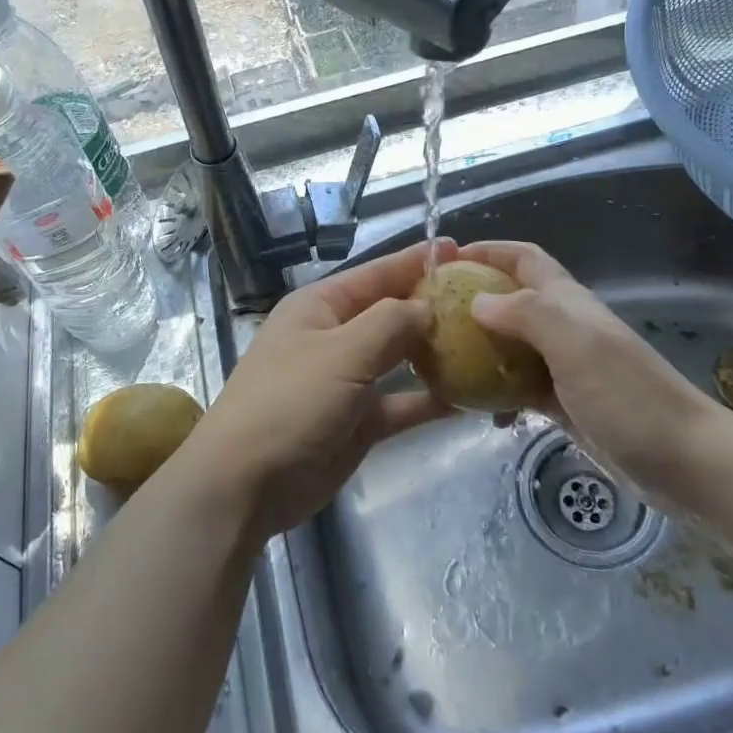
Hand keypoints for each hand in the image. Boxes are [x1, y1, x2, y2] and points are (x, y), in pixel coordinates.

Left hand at [176, 238, 455, 539]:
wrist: (246, 484)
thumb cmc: (289, 402)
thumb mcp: (341, 352)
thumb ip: (390, 323)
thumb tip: (428, 306)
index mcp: (321, 306)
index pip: (376, 274)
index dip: (415, 260)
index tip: (458, 249)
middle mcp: (335, 337)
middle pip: (392, 314)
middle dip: (433, 307)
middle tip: (485, 302)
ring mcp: (347, 381)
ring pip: (400, 359)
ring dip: (436, 354)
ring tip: (485, 344)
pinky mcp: (359, 422)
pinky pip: (402, 402)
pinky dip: (430, 399)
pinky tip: (469, 397)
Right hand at [458, 240, 727, 479]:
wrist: (686, 462)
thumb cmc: (630, 397)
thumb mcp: (576, 345)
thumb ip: (526, 315)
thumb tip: (476, 301)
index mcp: (567, 302)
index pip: (524, 258)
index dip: (488, 251)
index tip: (445, 261)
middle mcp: (564, 327)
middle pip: (512, 299)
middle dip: (473, 300)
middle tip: (431, 317)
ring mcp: (565, 367)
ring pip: (511, 344)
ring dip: (480, 348)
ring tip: (443, 364)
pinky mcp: (565, 404)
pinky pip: (520, 386)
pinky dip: (498, 391)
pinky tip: (483, 411)